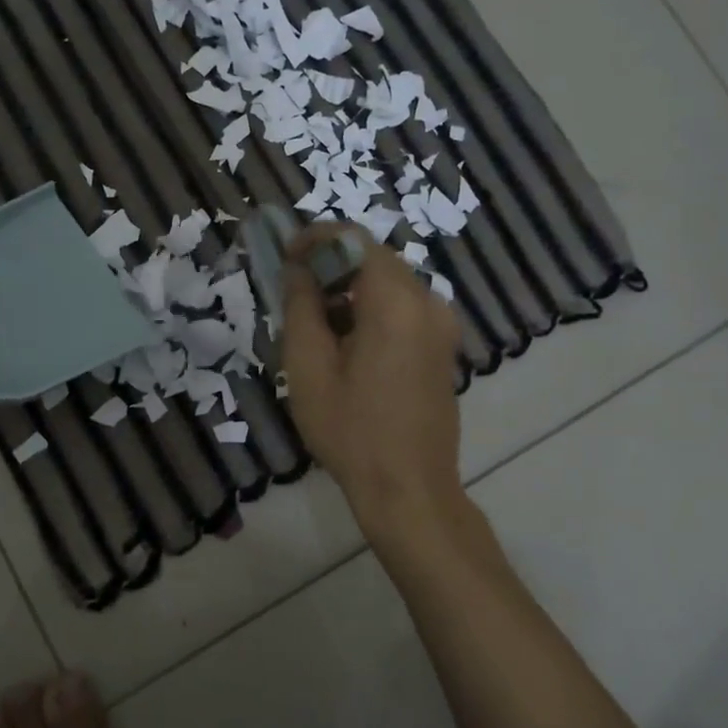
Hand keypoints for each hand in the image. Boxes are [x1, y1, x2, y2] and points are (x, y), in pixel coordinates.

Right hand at [280, 226, 463, 528]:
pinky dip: (370, 310)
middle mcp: (428, 302)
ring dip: (349, 290)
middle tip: (292, 291)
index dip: (315, 238)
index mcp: (395, 302)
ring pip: (388, 284)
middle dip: (330, 265)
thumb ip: (301, 306)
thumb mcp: (308, 366)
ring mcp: (441, 326)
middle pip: (374, 259)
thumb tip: (298, 268)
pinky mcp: (443, 347)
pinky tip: (344, 343)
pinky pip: (403, 309)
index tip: (284, 256)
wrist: (409, 489)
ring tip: (312, 322)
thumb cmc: (350, 429)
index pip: (354, 239)